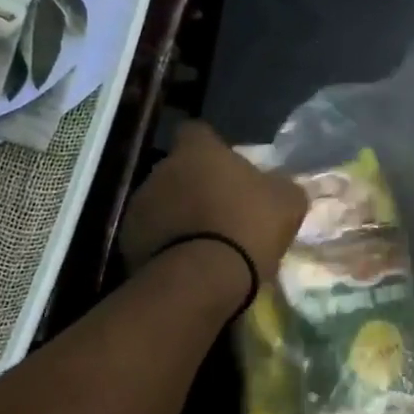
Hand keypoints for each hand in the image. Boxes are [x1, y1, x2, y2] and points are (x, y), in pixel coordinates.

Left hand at [120, 121, 306, 284]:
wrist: (202, 280)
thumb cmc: (247, 227)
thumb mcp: (286, 203)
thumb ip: (280, 185)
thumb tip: (277, 185)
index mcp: (197, 152)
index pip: (197, 132)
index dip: (211, 148)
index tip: (225, 168)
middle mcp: (161, 170)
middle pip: (177, 170)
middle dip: (194, 185)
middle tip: (219, 210)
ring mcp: (139, 206)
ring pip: (161, 203)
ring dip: (177, 215)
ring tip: (202, 243)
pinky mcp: (127, 241)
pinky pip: (150, 235)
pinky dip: (164, 244)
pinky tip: (185, 263)